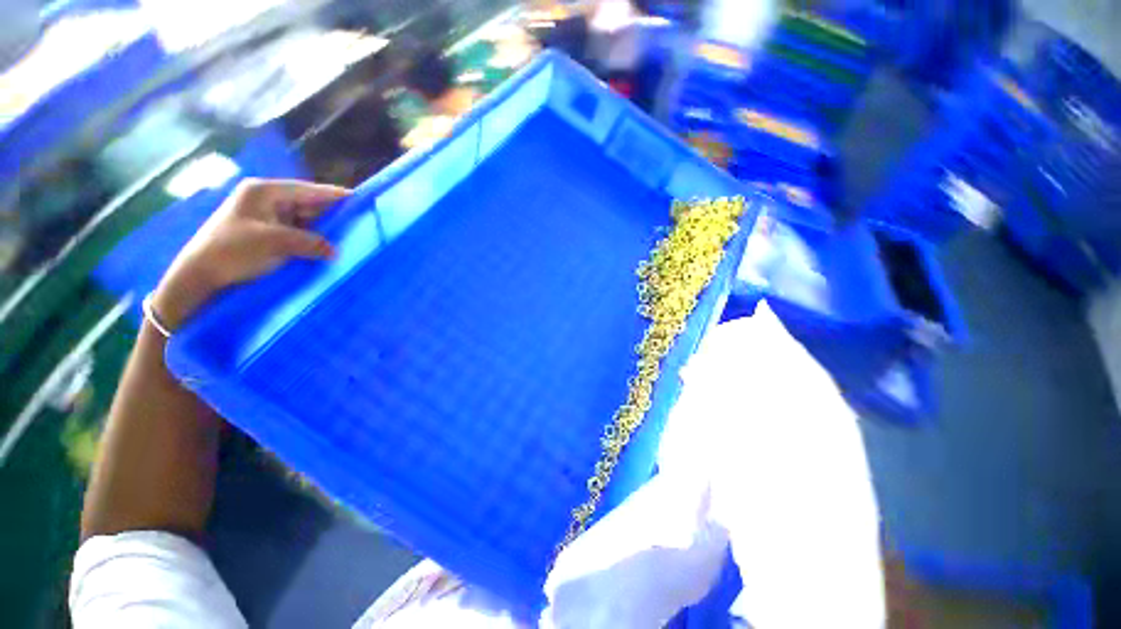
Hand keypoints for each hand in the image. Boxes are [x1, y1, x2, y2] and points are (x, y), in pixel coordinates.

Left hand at [152, 178, 349, 330]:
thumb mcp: (273, 243)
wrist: (200, 276)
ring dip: (325, 232)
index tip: (364, 202)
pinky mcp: (270, 234)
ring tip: (352, 240)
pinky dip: (315, 241)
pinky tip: (330, 249)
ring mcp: (269, 218)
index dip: (337, 196)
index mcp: (265, 192)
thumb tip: (337, 250)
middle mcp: (269, 200)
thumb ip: (310, 242)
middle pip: (311, 204)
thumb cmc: (231, 251)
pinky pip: (301, 234)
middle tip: (362, 227)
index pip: (311, 190)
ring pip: (308, 221)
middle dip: (334, 217)